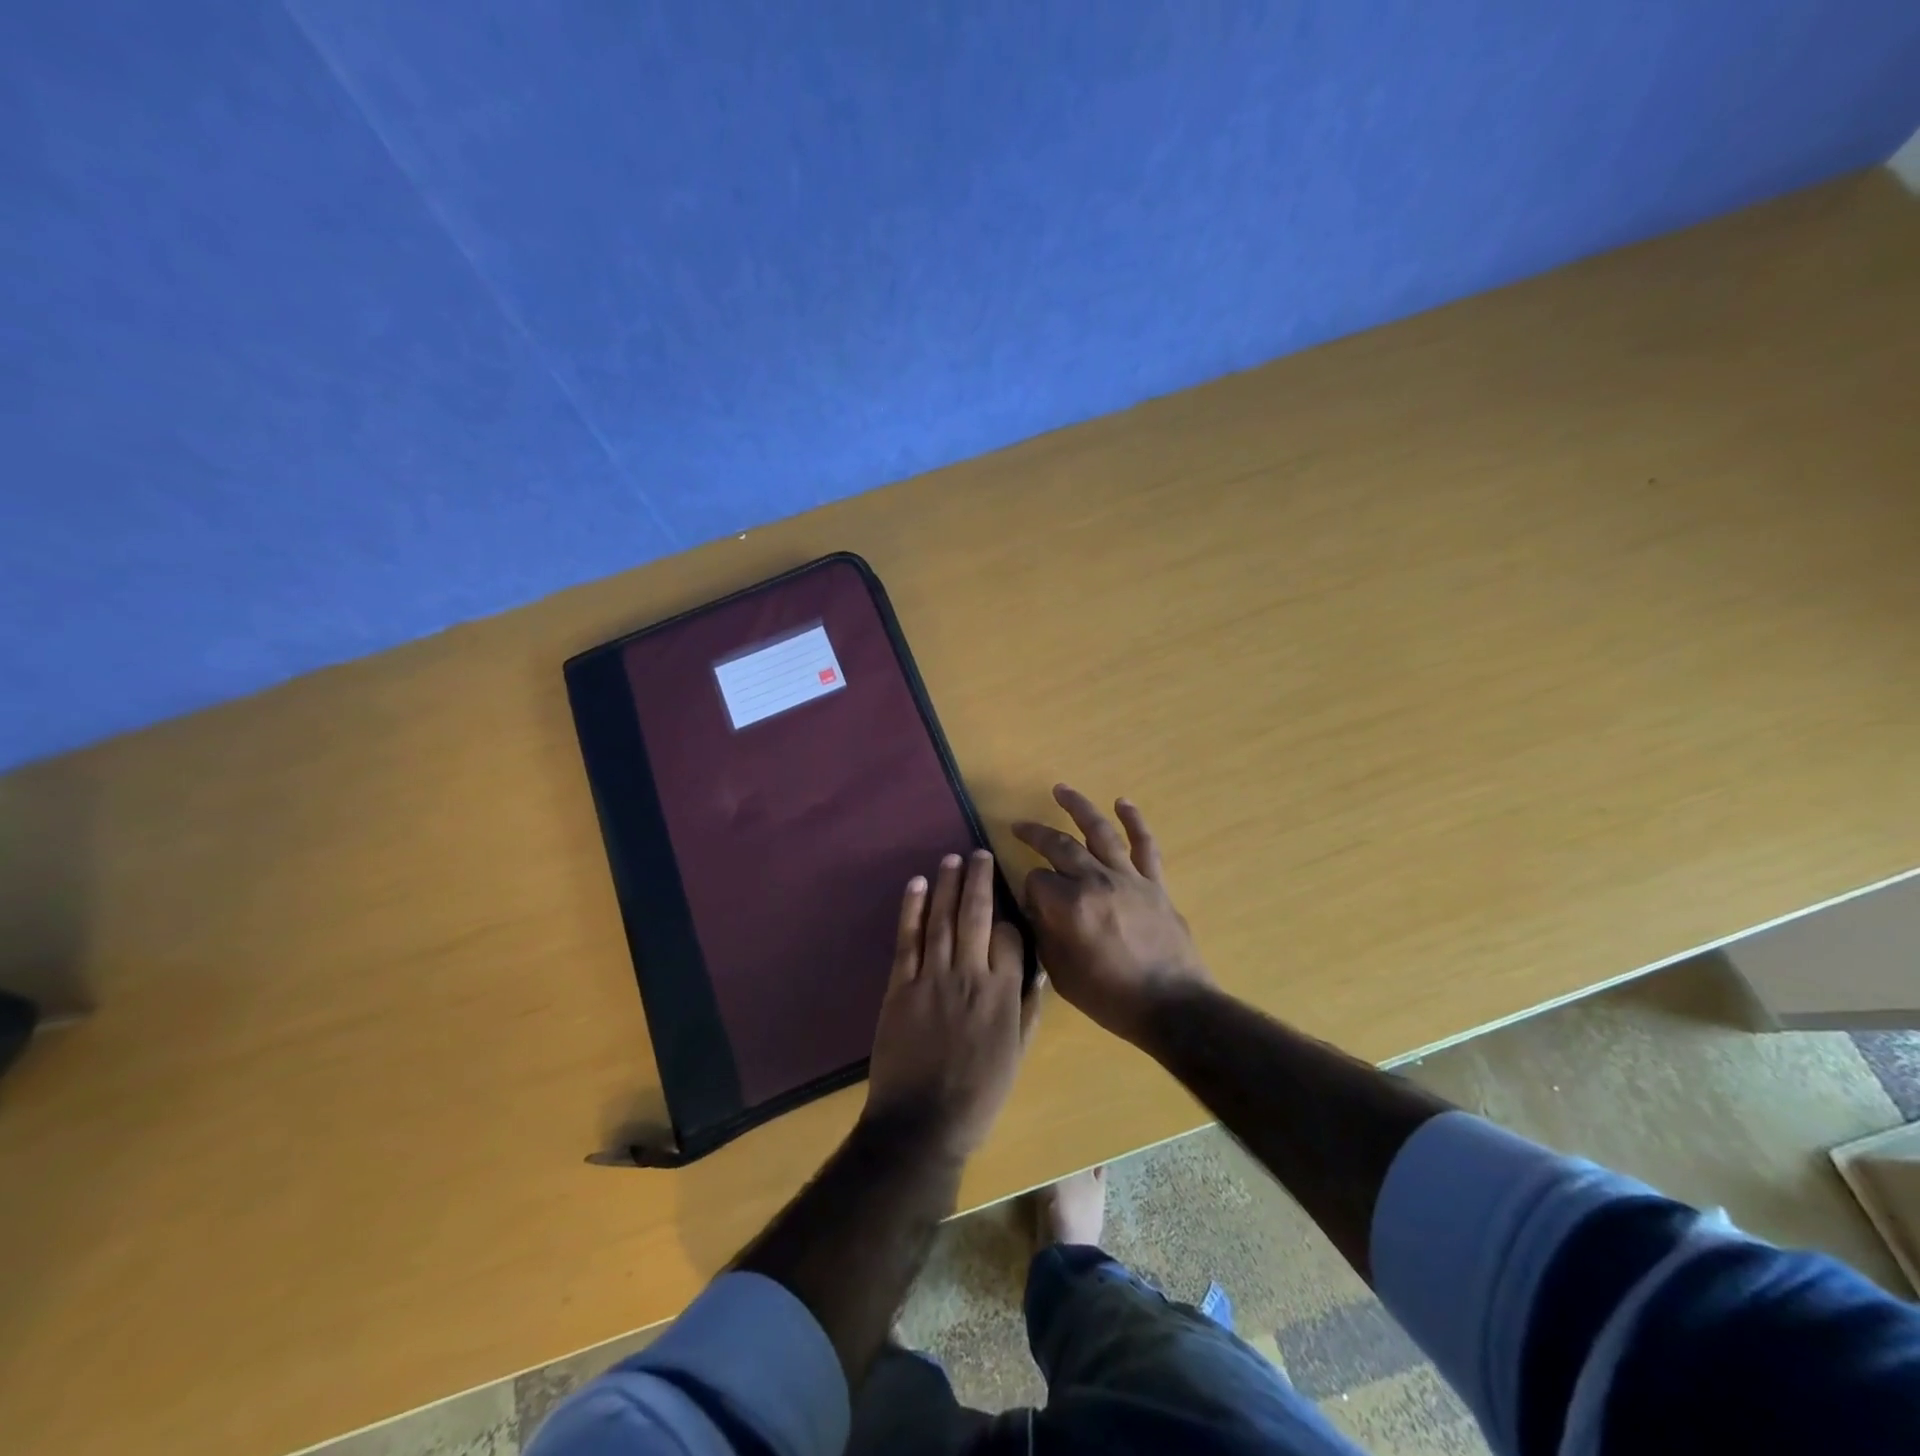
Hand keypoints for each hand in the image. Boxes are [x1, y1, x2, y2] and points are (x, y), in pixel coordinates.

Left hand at [862, 850, 1033, 1159]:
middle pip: (976, 915)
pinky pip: (908, 939)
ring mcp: (932, 977)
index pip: (1010, 936)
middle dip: (978, 880)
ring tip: (951, 858)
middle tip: (978, 852)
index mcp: (1003, 993)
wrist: (923, 1122)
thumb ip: (1027, 1009)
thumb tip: (1035, 971)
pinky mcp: (901, 985)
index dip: (1009, 916)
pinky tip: (917, 884)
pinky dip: (911, 908)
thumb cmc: (978, 1093)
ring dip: (946, 885)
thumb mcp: (1016, 1054)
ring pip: (942, 919)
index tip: (1006, 902)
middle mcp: (970, 975)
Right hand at [1013, 785, 1211, 1044]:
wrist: (1172, 1007)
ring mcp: (1128, 878)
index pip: (1035, 880)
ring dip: (1079, 807)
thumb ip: (1044, 934)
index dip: (1029, 890)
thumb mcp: (1061, 974)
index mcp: (1068, 906)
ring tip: (1062, 790)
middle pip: (1059, 846)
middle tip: (1019, 825)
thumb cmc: (1110, 997)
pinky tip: (1123, 803)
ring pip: (1099, 832)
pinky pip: (1145, 845)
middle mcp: (1095, 882)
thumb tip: (1038, 907)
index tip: (1031, 903)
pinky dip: (1135, 821)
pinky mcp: (1154, 883)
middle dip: (1035, 833)